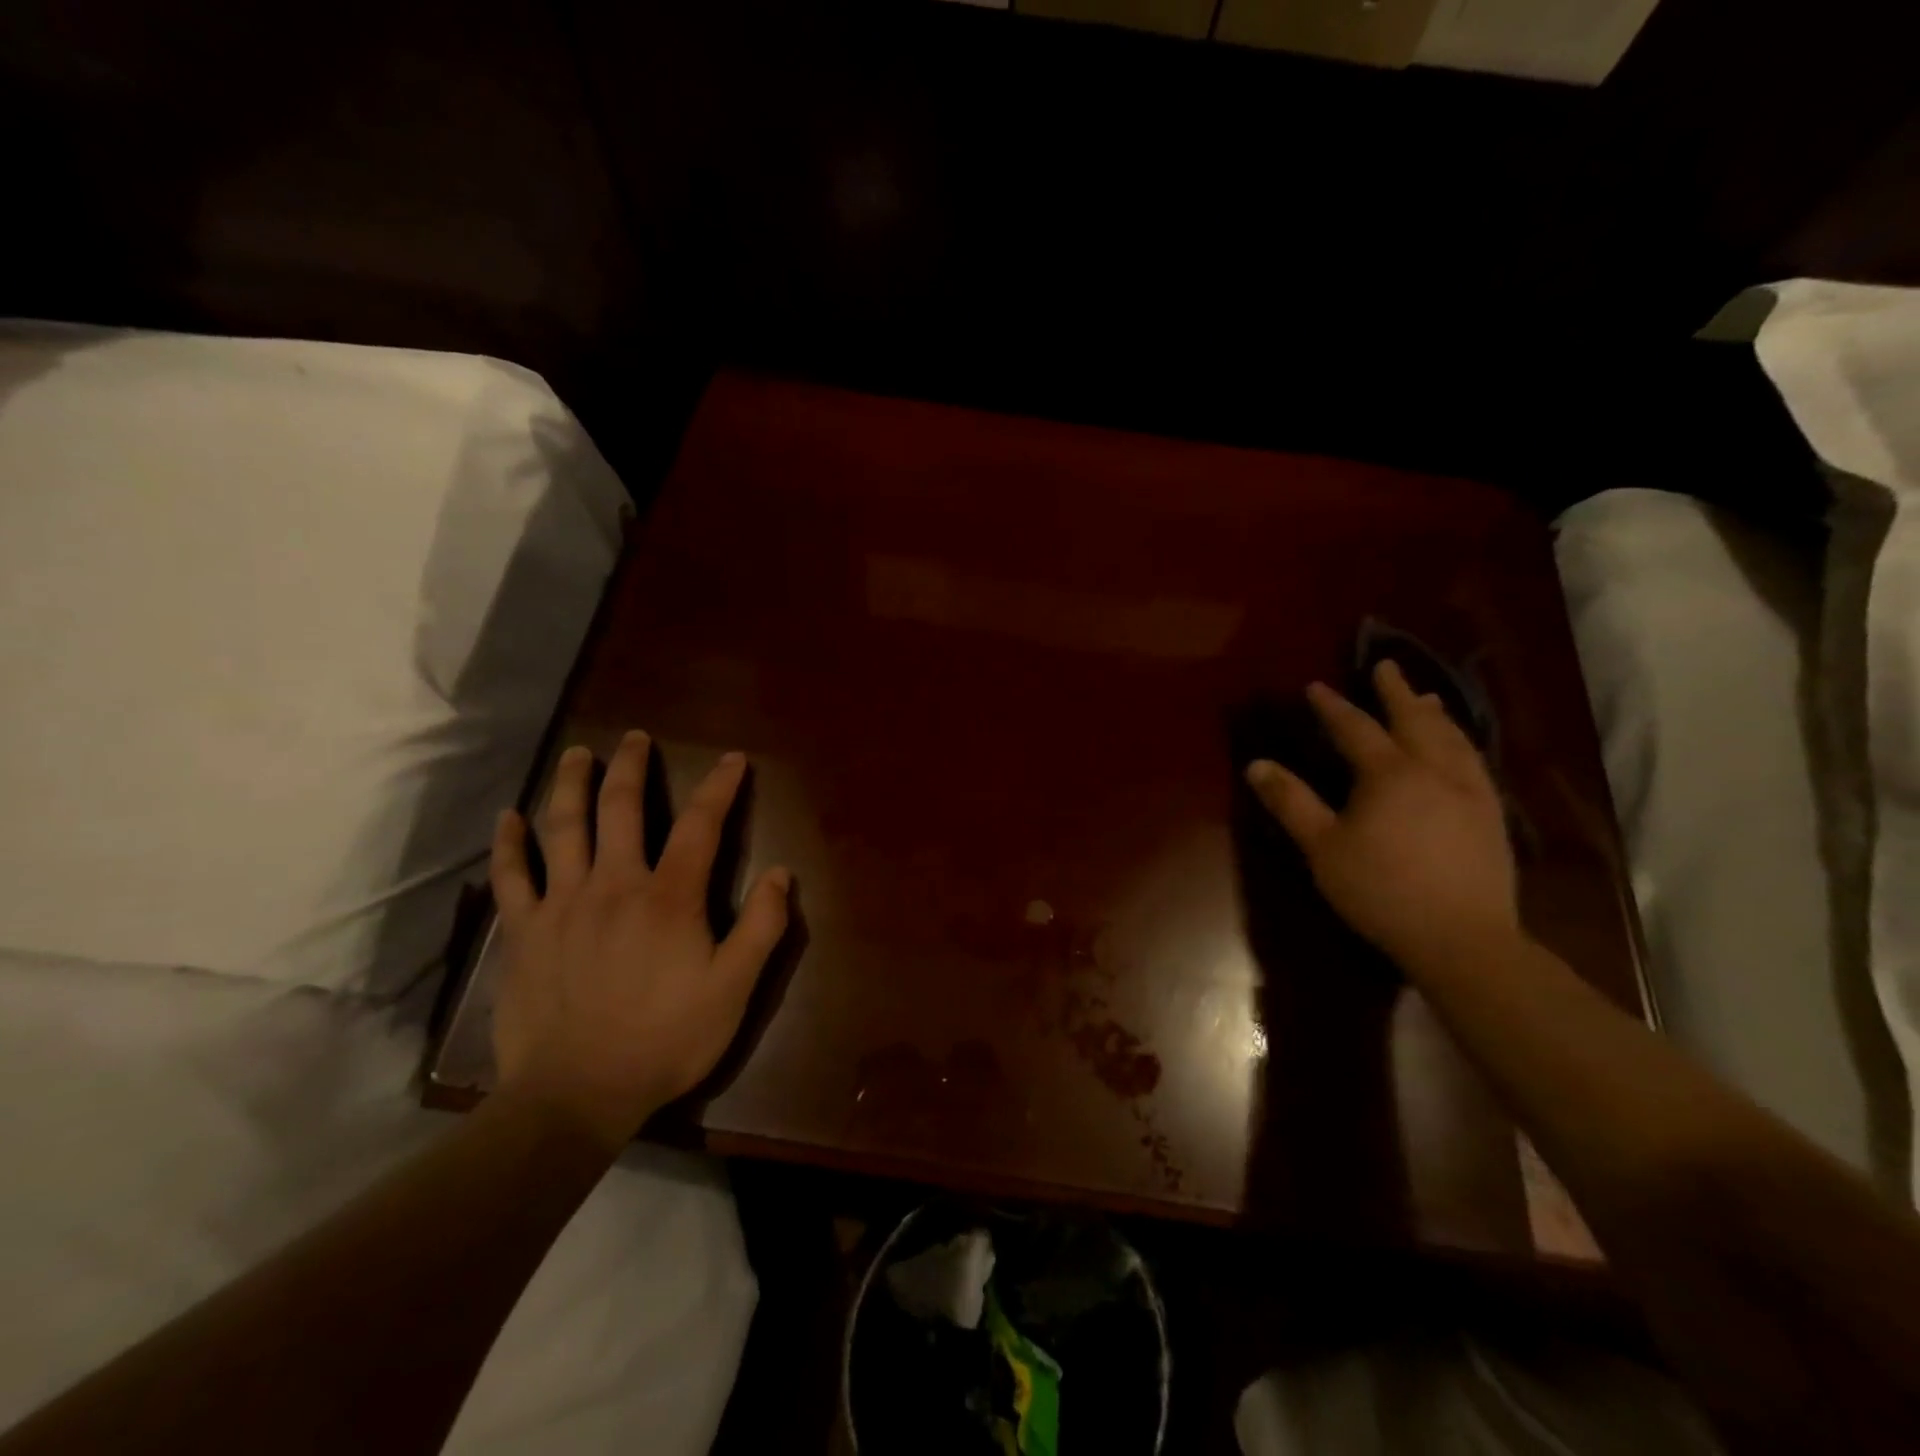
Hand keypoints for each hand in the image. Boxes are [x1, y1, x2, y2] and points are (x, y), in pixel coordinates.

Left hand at [488, 732, 791, 1147]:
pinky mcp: (523, 931)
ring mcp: (562, 904)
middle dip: (632, 766)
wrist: (576, 1095)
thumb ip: (761, 927)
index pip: (701, 825)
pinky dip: (509, 843)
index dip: (720, 787)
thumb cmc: (665, 1039)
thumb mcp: (734, 989)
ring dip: (571, 784)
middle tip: (636, 737)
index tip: (732, 759)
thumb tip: (779, 872)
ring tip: (578, 753)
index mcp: (669, 897)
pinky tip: (509, 817)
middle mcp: (614, 884)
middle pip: (621, 808)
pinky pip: (512, 876)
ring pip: (564, 827)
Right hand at [1246, 660, 1518, 973]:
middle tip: (1387, 667)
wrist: (1462, 938)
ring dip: (1435, 713)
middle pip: (1414, 720)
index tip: (1316, 686)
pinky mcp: (1491, 816)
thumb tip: (1257, 764)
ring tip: (1427, 697)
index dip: (1333, 706)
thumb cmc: (1381, 890)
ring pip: (1452, 738)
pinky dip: (1462, 742)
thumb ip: (1291, 802)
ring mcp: (1470, 792)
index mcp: (1389, 774)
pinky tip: (1460, 749)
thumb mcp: (1322, 847)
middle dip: (1396, 692)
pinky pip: (1476, 763)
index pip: (1355, 728)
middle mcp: (1434, 770)